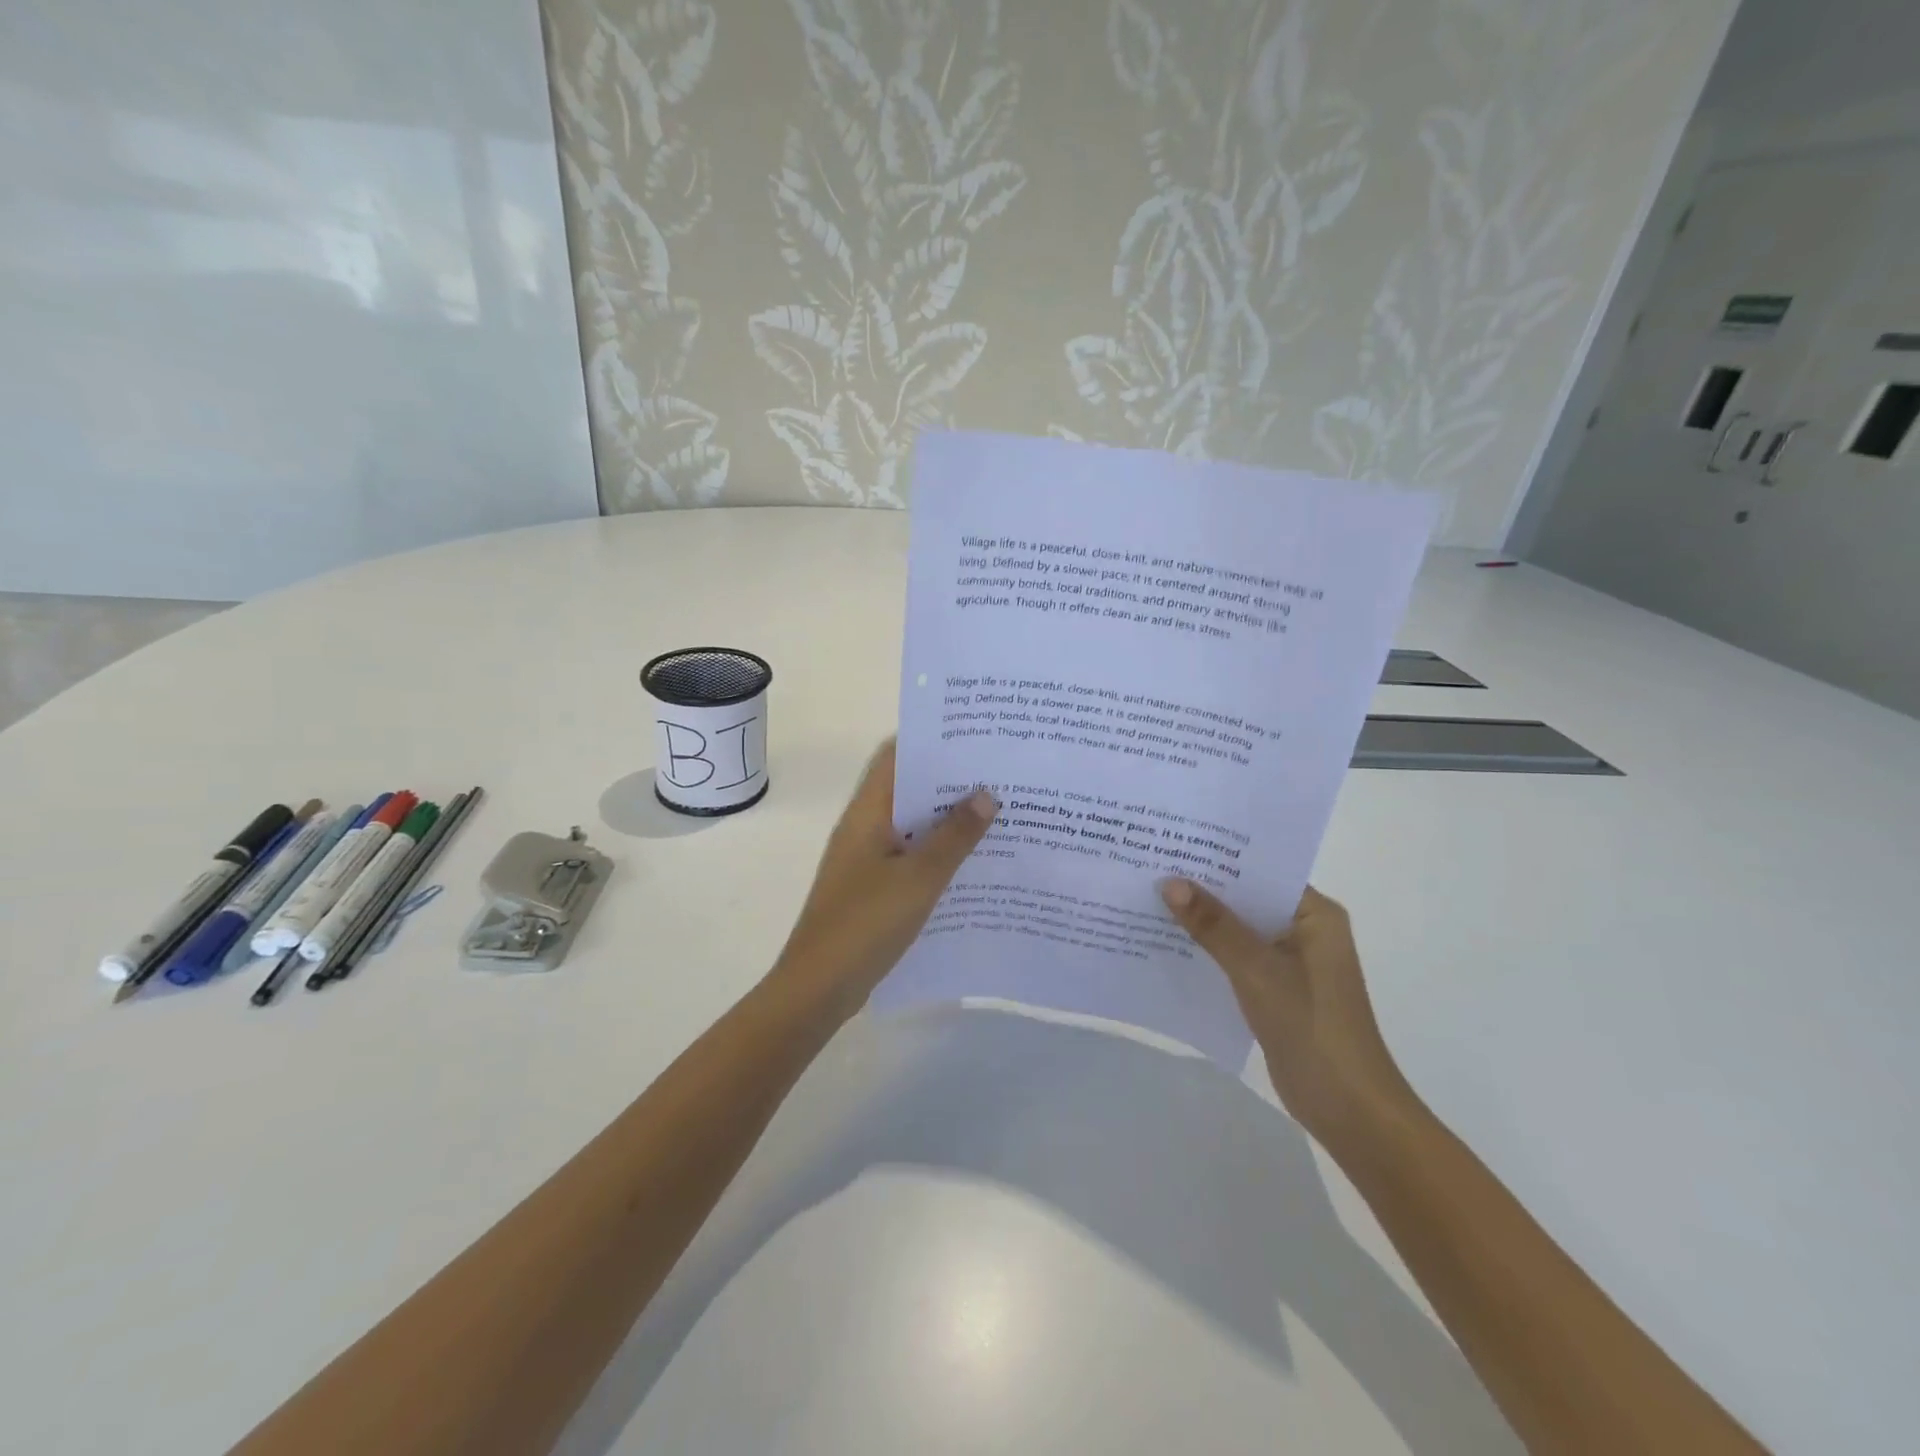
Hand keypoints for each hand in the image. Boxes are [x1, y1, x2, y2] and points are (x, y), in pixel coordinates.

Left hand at [769, 741, 997, 1020]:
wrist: (819, 988)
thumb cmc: (865, 924)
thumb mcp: (919, 878)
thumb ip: (954, 836)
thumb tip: (986, 792)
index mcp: (868, 813)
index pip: (896, 757)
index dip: (932, 741)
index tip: (976, 736)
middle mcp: (866, 827)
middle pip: (909, 790)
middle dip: (951, 781)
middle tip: (1001, 774)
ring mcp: (868, 859)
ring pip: (914, 826)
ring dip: (948, 820)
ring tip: (999, 812)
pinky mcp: (875, 888)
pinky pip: (912, 857)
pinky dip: (940, 853)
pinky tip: (976, 863)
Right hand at [1159, 879, 1417, 1146]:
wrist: (1348, 1109)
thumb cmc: (1311, 1026)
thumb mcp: (1256, 969)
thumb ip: (1214, 925)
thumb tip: (1170, 882)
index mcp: (1315, 914)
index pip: (1261, 871)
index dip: (1218, 857)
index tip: (1173, 843)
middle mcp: (1305, 930)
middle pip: (1247, 899)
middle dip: (1203, 888)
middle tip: (1151, 866)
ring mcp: (1292, 961)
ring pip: (1239, 929)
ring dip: (1203, 921)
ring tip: (1149, 897)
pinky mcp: (1277, 989)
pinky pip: (1237, 957)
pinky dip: (1209, 951)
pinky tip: (1168, 943)